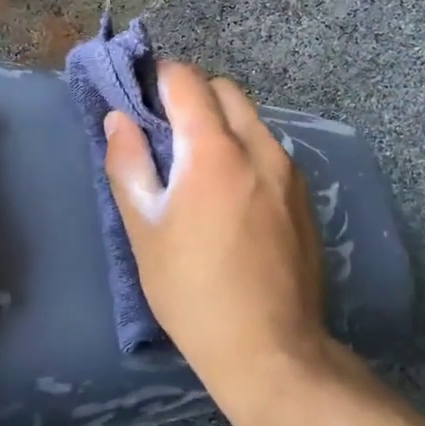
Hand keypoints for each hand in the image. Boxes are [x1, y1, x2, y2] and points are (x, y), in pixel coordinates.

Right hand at [102, 62, 327, 404]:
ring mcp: (289, 171)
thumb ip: (128, 164)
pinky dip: (244, 149)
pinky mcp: (305, 196)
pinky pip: (269, 150)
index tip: (140, 94)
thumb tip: (120, 118)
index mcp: (215, 149)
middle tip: (165, 130)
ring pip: (251, 120)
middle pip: (225, 91)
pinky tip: (230, 193)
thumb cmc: (192, 290)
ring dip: (221, 122)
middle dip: (192, 94)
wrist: (271, 349)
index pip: (187, 80)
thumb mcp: (145, 229)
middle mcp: (259, 147)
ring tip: (197, 164)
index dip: (159, 77)